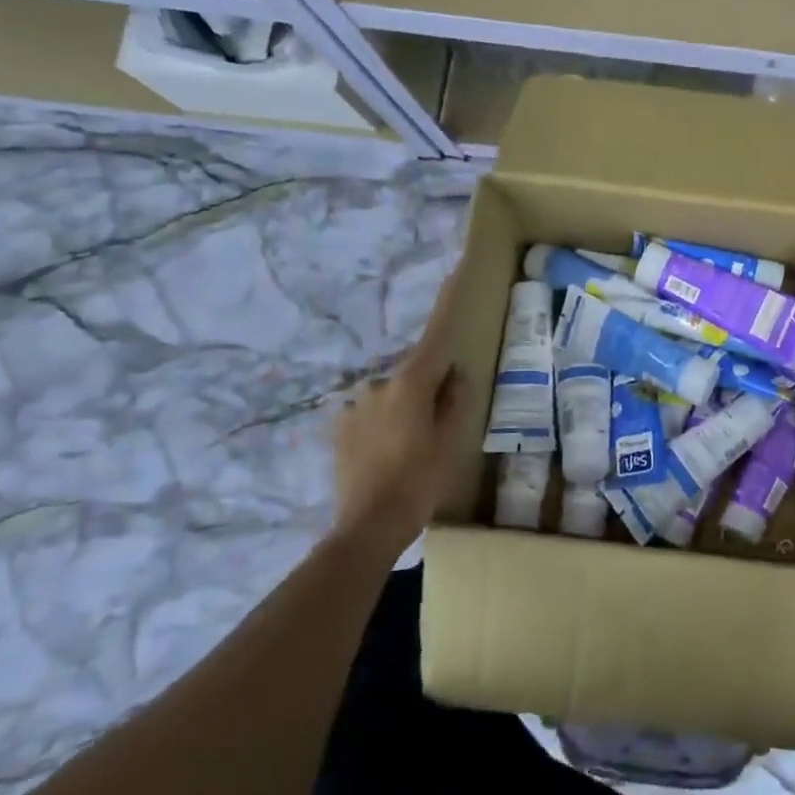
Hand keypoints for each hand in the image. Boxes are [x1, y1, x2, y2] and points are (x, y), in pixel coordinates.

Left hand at [330, 271, 462, 557]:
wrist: (367, 526)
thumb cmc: (419, 481)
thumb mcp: (450, 442)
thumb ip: (455, 400)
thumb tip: (455, 371)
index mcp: (410, 384)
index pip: (435, 336)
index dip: (447, 301)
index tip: (456, 268)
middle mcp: (378, 383)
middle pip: (415, 372)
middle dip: (429, 386)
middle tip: (440, 424)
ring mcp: (354, 404)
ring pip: (392, 395)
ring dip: (404, 408)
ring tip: (411, 448)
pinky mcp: (338, 426)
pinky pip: (371, 413)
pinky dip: (383, 423)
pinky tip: (388, 455)